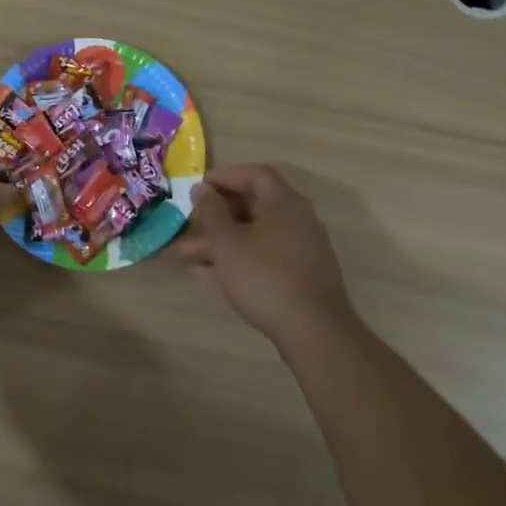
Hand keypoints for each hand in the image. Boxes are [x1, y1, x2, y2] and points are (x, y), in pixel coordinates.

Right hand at [174, 166, 359, 348]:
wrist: (314, 331)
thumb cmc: (264, 278)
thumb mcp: (226, 243)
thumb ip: (211, 212)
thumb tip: (202, 188)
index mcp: (284, 202)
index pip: (254, 174)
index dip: (224, 177)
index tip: (198, 188)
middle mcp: (299, 217)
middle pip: (255, 203)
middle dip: (218, 214)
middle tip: (190, 224)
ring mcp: (306, 245)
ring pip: (258, 231)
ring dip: (225, 238)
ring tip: (190, 256)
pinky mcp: (306, 271)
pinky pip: (269, 250)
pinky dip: (244, 253)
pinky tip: (220, 272)